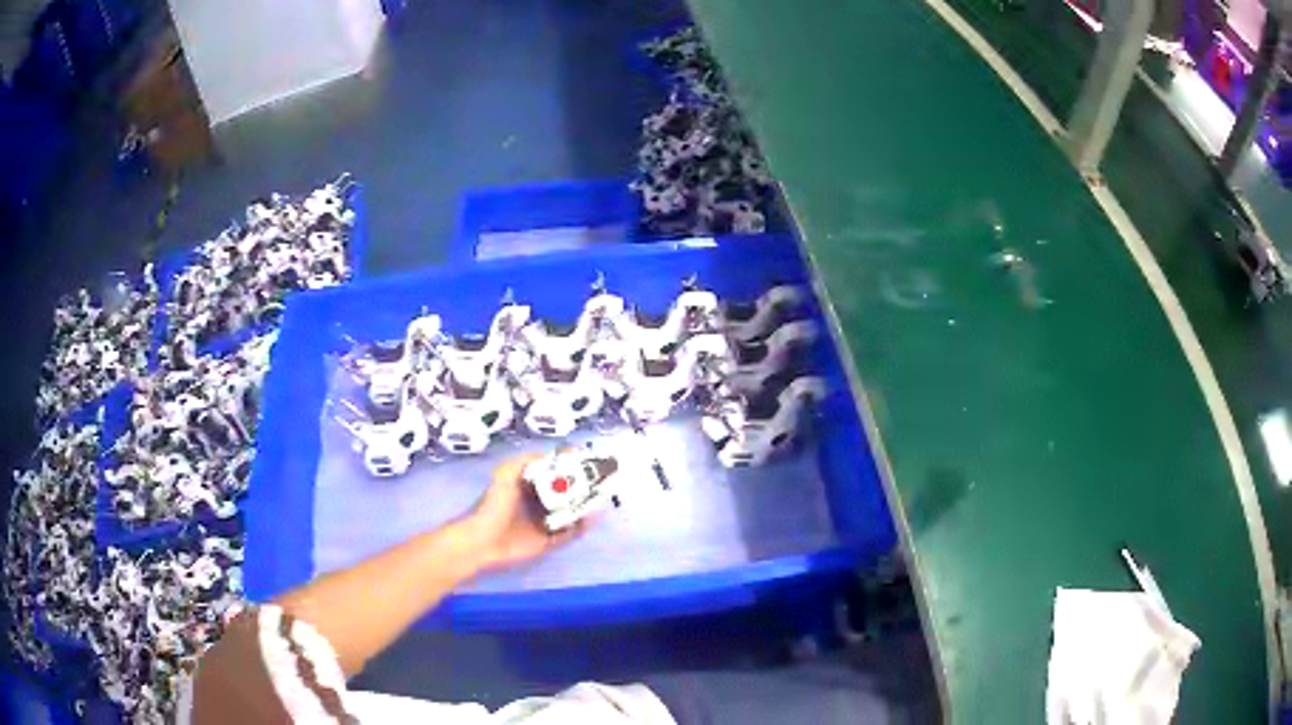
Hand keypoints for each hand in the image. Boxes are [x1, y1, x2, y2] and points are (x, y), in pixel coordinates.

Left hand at [464, 455, 589, 571]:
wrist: (484, 540)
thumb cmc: (494, 505)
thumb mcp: (505, 474)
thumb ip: (524, 461)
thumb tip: (551, 455)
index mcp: (529, 485)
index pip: (554, 472)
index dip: (570, 466)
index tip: (586, 460)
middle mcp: (539, 502)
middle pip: (566, 492)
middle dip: (583, 486)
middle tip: (600, 480)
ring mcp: (545, 522)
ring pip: (571, 512)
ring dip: (584, 506)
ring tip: (600, 498)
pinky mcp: (548, 541)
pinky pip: (569, 533)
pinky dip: (581, 527)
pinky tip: (590, 519)